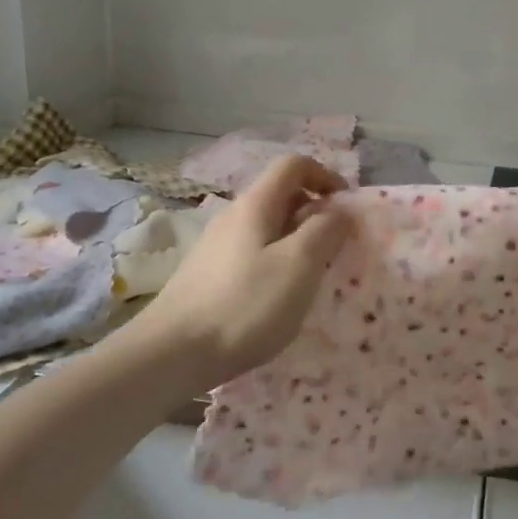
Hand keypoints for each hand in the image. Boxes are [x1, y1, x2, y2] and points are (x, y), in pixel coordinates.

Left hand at [140, 155, 352, 389]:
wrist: (171, 354)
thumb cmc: (244, 305)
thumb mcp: (298, 265)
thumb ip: (325, 231)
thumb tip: (339, 210)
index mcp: (256, 204)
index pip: (293, 165)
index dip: (325, 175)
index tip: (347, 206)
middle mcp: (233, 215)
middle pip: (280, 194)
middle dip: (314, 212)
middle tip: (335, 246)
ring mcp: (216, 245)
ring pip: (266, 226)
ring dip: (296, 239)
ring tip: (310, 275)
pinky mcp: (207, 273)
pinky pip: (252, 251)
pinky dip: (275, 260)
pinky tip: (277, 296)